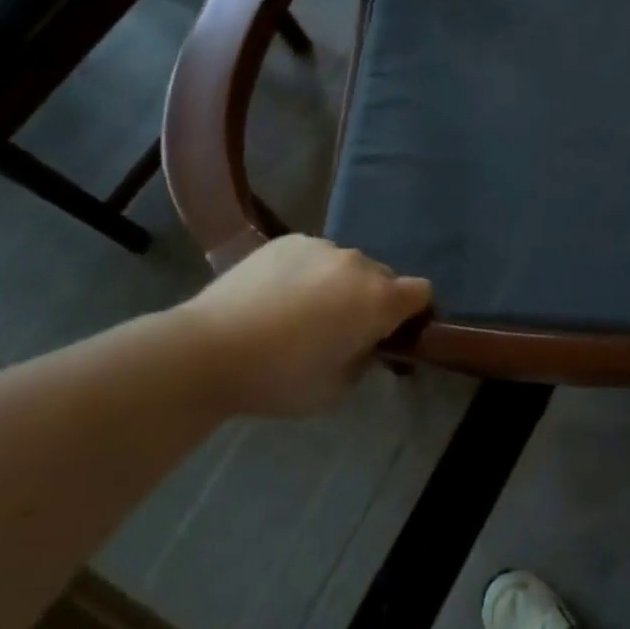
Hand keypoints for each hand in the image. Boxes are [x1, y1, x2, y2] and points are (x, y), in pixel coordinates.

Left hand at [176, 235, 430, 417]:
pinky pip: (314, 256)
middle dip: (372, 300)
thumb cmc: (279, 378)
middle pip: (383, 277)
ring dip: (339, 285)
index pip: (421, 292)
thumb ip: (364, 358)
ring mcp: (322, 246)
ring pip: (347, 266)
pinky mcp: (289, 240)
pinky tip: (277, 297)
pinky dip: (308, 273)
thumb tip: (365, 341)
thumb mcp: (336, 388)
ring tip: (301, 312)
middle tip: (340, 330)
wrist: (208, 350)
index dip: (413, 313)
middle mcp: (358, 264)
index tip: (391, 334)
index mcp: (378, 299)